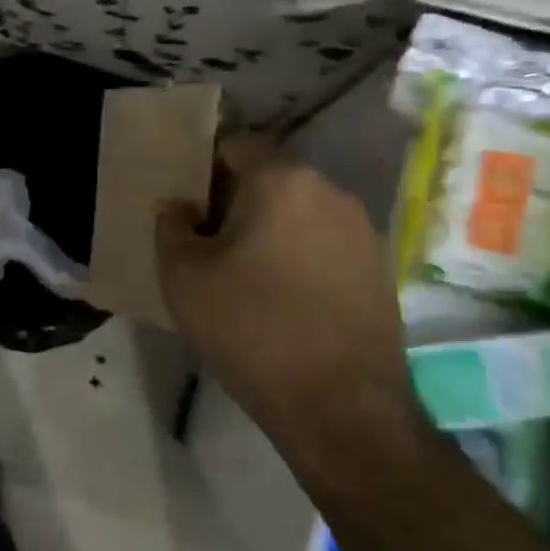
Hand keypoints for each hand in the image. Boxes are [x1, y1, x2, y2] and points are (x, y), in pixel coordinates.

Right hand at [156, 138, 410, 450]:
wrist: (341, 406)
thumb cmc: (252, 329)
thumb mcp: (184, 279)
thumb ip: (170, 228)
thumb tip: (176, 206)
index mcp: (282, 179)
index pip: (238, 144)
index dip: (206, 166)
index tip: (188, 202)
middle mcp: (330, 191)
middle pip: (272, 177)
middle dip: (237, 199)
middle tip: (208, 240)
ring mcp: (362, 231)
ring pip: (301, 212)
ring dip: (271, 229)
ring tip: (245, 273)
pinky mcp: (379, 269)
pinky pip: (326, 244)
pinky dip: (300, 256)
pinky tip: (284, 299)